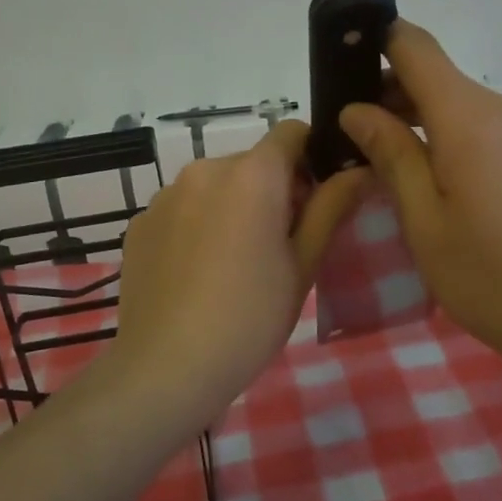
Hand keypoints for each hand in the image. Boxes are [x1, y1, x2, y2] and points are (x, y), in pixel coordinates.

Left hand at [114, 120, 369, 416]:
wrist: (167, 368)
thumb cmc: (250, 317)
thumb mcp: (302, 264)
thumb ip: (331, 207)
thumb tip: (361, 169)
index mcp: (252, 174)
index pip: (291, 133)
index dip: (311, 158)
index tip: (315, 200)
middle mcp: (205, 169)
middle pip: (252, 162)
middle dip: (272, 190)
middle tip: (280, 245)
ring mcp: (166, 195)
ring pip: (215, 185)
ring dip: (232, 206)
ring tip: (234, 264)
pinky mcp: (140, 222)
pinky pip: (181, 208)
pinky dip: (197, 225)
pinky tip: (197, 274)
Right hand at [340, 20, 501, 370]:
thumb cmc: (493, 277)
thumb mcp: (425, 221)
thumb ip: (391, 155)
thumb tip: (357, 110)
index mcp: (470, 118)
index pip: (414, 47)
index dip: (375, 42)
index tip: (339, 64)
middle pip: (435, 76)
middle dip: (387, 93)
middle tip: (348, 135)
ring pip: (458, 104)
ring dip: (416, 119)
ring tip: (380, 161)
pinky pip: (481, 127)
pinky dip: (446, 137)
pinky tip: (428, 179)